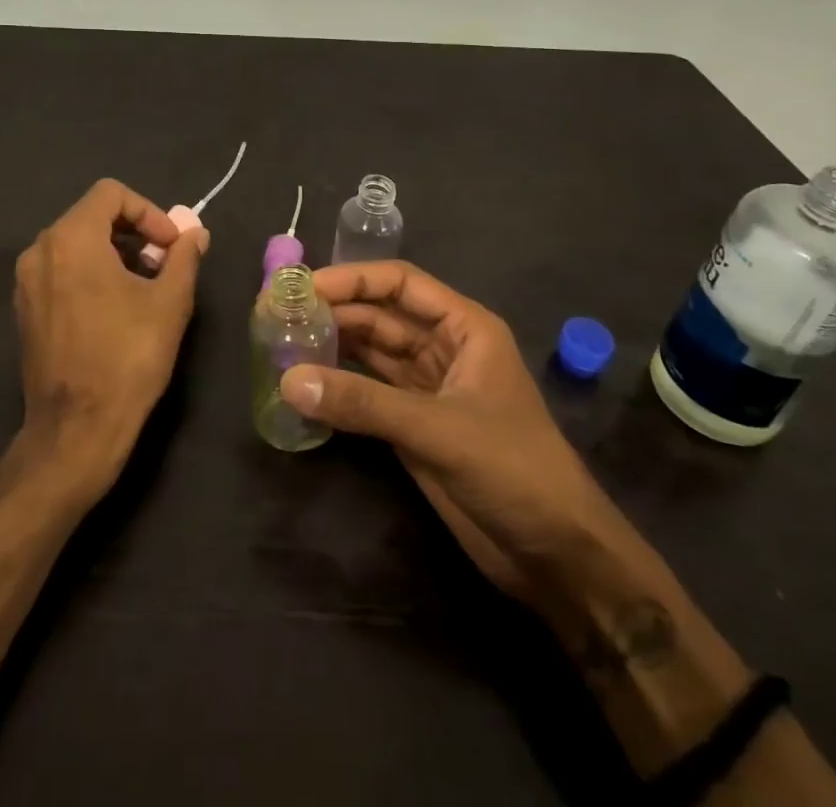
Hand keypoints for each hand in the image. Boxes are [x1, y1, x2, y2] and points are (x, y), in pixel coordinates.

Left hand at [13, 179, 206, 501]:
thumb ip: (184, 257)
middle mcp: (40, 250)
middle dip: (133, 231)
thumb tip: (195, 233)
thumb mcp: (170, 302)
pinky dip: (90, 272)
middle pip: (91, 215)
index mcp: (71, 239)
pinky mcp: (24, 309)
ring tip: (144, 286)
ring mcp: (26, 281)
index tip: (170, 246)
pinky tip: (114, 308)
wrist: (76, 430)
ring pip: (75, 243)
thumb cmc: (127, 358)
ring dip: (113, 252)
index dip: (148, 212)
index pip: (111, 194)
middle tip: (163, 263)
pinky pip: (60, 269)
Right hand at [279, 261, 603, 602]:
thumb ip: (363, 404)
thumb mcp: (437, 429)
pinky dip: (340, 387)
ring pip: (372, 353)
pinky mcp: (415, 425)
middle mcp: (444, 348)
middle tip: (281, 316)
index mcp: (464, 328)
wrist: (555, 555)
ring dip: (333, 348)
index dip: (353, 280)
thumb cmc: (513, 470)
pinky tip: (307, 384)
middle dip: (336, 312)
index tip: (305, 287)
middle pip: (381, 316)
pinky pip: (369, 392)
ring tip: (284, 343)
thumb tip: (289, 380)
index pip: (401, 283)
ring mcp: (428, 388)